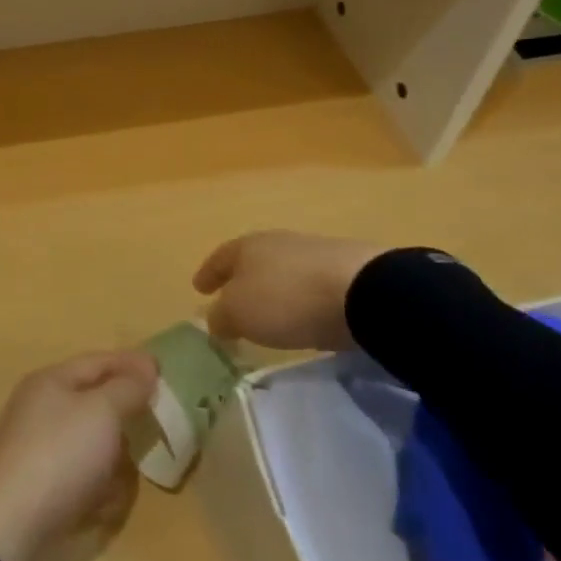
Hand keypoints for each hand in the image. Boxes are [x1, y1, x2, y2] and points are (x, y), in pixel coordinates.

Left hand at [0, 351, 157, 560]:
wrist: (10, 528)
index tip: (163, 369)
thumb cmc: (59, 455)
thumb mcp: (101, 412)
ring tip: (136, 467)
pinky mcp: (43, 490)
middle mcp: (42, 410)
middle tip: (159, 421)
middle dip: (125, 413)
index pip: (97, 362)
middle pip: (94, 403)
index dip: (130, 363)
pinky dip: (99, 488)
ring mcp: (40, 451)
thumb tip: (144, 368)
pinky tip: (108, 503)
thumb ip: (127, 388)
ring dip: (115, 456)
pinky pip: (82, 479)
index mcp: (51, 382)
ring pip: (91, 444)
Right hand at [193, 231, 384, 351]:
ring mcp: (314, 252)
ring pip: (284, 270)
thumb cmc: (286, 299)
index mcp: (246, 246)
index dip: (208, 274)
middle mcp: (277, 242)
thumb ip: (221, 316)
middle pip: (252, 260)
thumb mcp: (240, 313)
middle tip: (233, 298)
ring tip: (272, 310)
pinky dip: (302, 297)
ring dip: (274, 288)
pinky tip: (306, 313)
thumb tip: (215, 319)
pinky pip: (311, 284)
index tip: (198, 288)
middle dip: (241, 278)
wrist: (362, 292)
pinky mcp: (346, 270)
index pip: (219, 258)